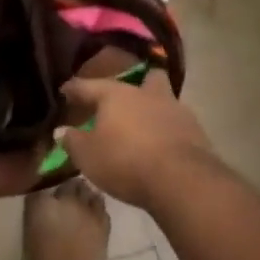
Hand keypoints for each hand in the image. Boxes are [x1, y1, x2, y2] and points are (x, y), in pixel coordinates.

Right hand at [58, 72, 216, 211]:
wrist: (183, 182)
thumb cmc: (125, 161)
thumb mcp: (87, 156)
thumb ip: (72, 141)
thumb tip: (62, 131)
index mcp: (116, 94)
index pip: (88, 85)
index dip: (73, 89)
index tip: (64, 91)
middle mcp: (147, 94)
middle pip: (145, 78)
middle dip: (136, 84)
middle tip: (122, 101)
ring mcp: (176, 111)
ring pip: (164, 99)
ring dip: (154, 109)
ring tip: (144, 126)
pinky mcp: (197, 132)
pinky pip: (178, 124)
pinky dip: (168, 131)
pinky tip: (161, 145)